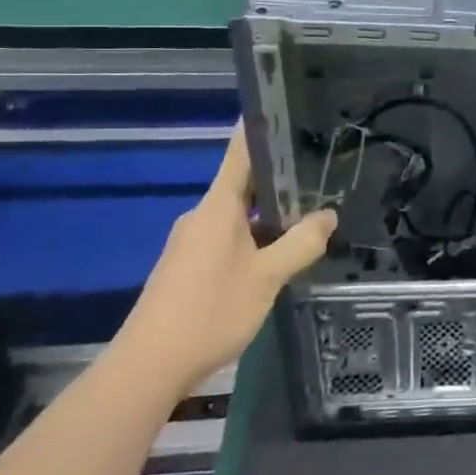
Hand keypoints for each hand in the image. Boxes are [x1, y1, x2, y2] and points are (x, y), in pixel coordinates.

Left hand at [115, 125, 335, 399]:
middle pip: (243, 185)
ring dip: (267, 215)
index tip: (282, 108)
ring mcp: (190, 242)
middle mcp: (201, 216)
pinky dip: (252, 238)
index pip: (240, 153)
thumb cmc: (210, 311)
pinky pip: (226, 238)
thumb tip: (328, 215)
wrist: (147, 366)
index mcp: (218, 207)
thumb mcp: (268, 277)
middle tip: (318, 174)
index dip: (259, 129)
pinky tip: (274, 257)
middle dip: (279, 181)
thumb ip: (301, 244)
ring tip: (306, 218)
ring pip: (236, 216)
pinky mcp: (186, 266)